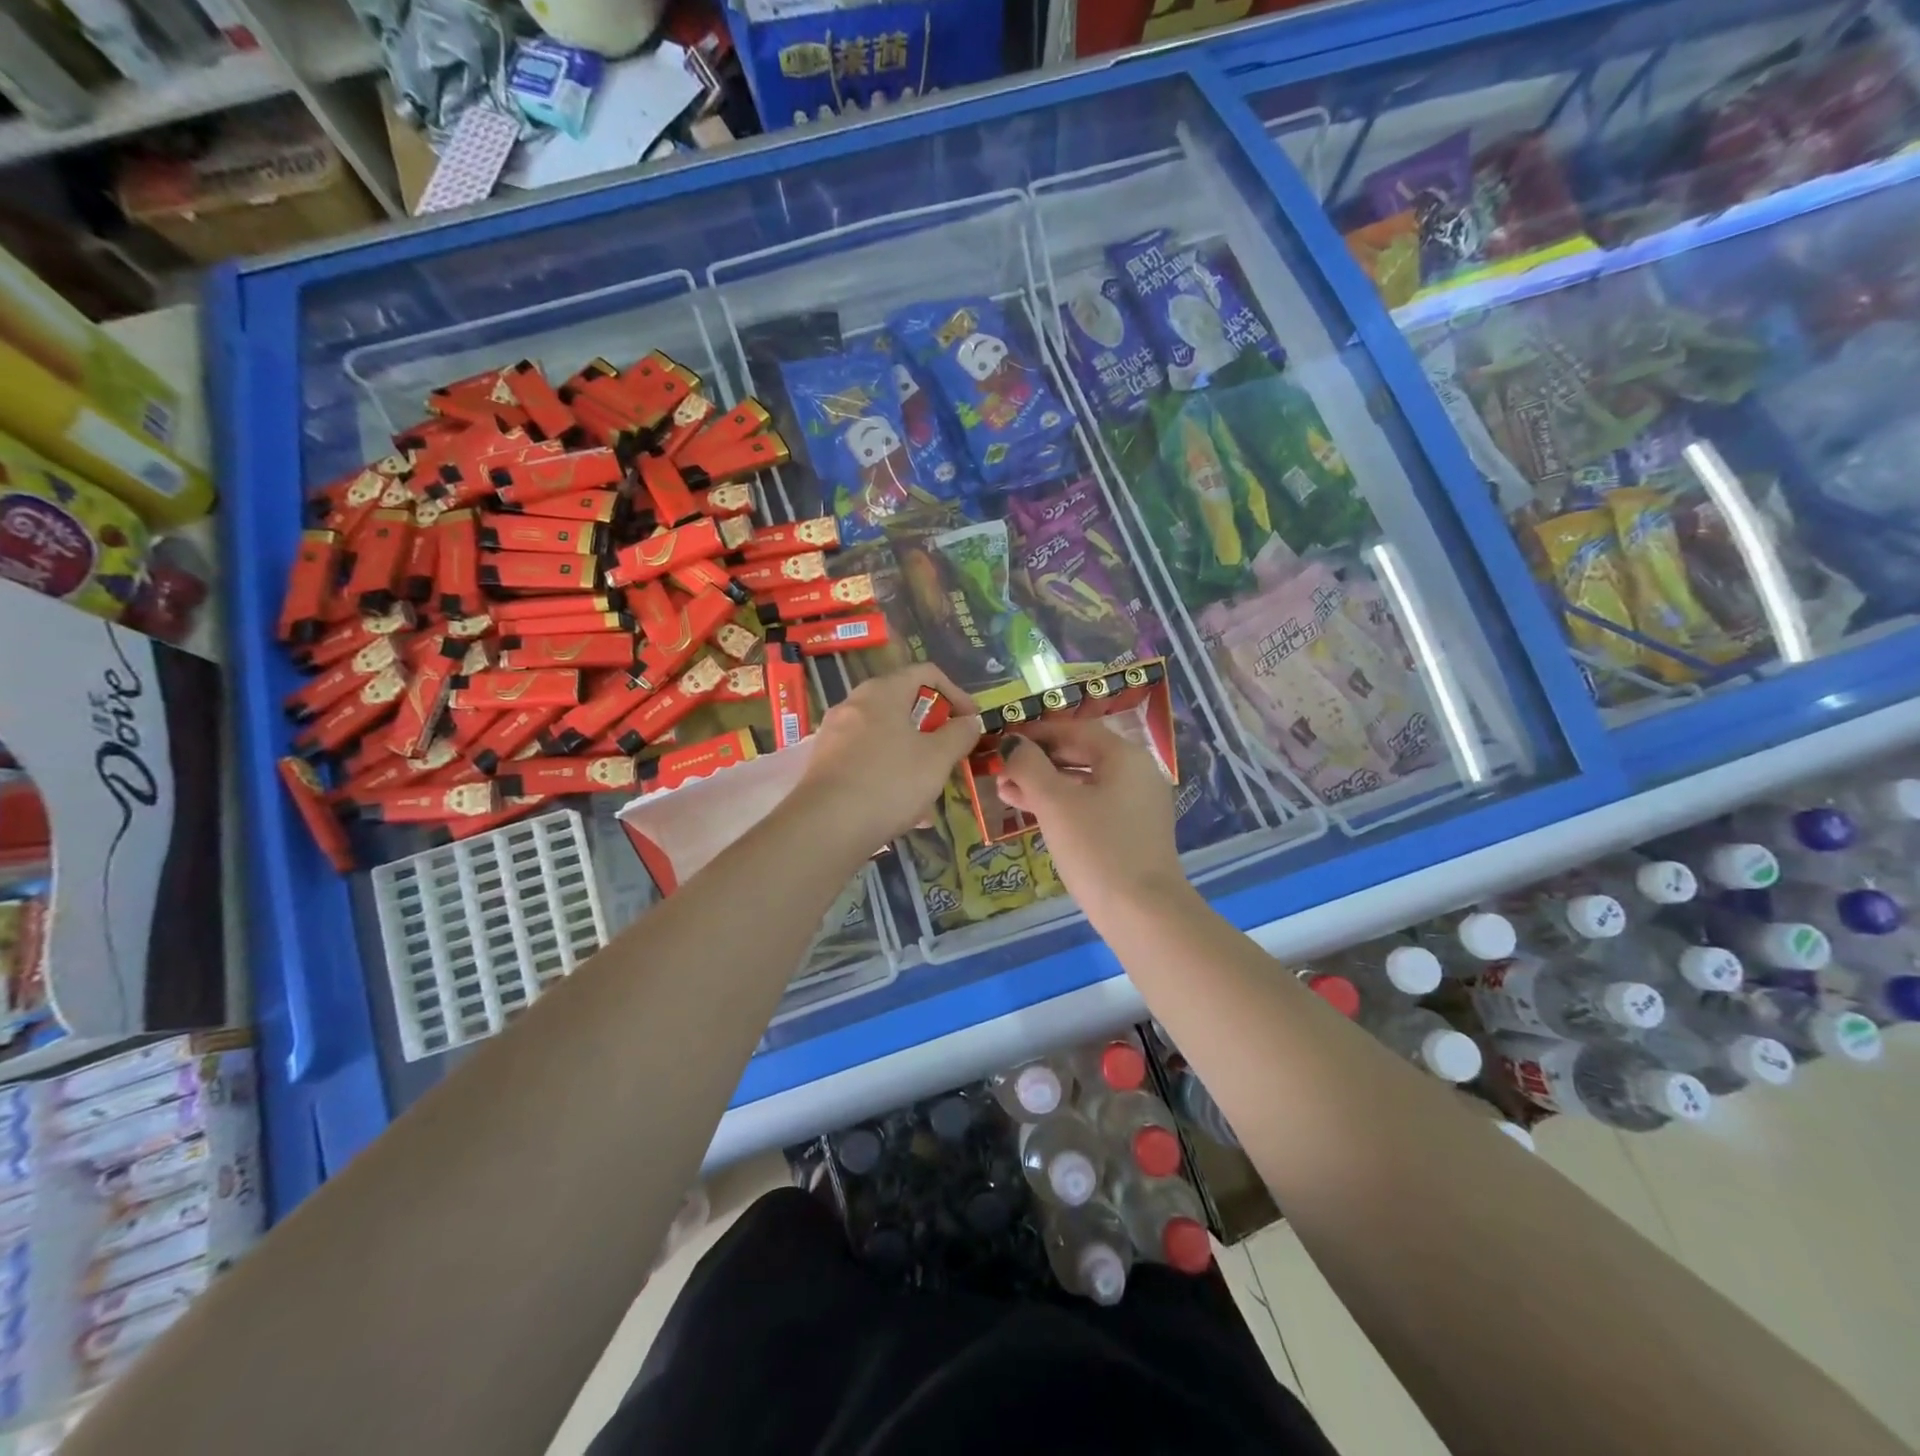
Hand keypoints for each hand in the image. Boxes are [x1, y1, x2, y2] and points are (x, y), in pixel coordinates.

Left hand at [795, 665, 980, 852]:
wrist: (826, 826)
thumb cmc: (890, 782)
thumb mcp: (937, 758)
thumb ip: (959, 734)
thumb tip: (969, 722)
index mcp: (882, 692)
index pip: (926, 673)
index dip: (956, 693)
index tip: (970, 722)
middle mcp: (854, 704)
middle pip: (903, 704)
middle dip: (932, 728)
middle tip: (950, 753)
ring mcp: (834, 734)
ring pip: (885, 736)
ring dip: (912, 754)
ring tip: (930, 786)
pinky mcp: (824, 764)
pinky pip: (866, 760)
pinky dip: (889, 773)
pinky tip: (904, 808)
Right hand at [995, 719, 1187, 914]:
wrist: (1143, 914)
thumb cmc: (1097, 849)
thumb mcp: (1055, 803)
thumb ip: (1029, 766)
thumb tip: (1011, 744)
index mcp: (1124, 756)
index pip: (1074, 729)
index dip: (1035, 733)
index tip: (1002, 741)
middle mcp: (1137, 773)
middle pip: (1080, 754)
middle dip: (1037, 762)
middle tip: (1000, 770)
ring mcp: (1138, 804)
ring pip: (1084, 783)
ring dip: (1045, 785)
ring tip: (1006, 793)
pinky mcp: (1133, 832)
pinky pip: (1092, 805)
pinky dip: (1063, 805)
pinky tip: (1034, 815)